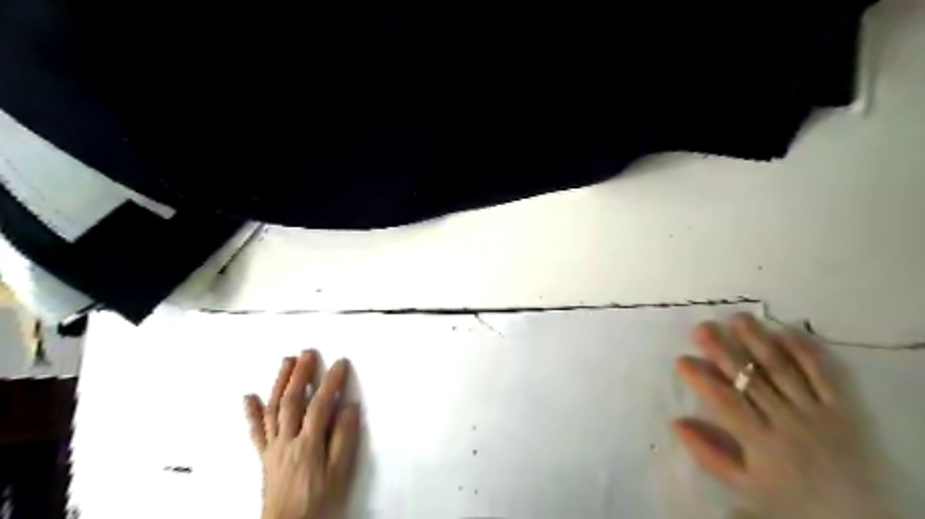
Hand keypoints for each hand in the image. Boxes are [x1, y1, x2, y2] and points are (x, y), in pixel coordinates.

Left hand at [244, 350, 358, 516]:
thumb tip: (349, 408)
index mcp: (308, 444)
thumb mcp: (340, 473)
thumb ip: (344, 439)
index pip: (320, 405)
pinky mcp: (265, 456)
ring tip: (285, 362)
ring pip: (273, 409)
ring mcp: (273, 447)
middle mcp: (287, 440)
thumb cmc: (319, 503)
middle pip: (292, 400)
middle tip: (307, 353)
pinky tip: (249, 397)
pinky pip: (256, 431)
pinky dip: (252, 412)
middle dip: (300, 374)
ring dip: (279, 383)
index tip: (340, 363)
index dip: (331, 382)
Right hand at [674, 313, 896, 516]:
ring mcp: (816, 410)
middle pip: (750, 378)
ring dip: (758, 341)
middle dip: (724, 350)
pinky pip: (824, 375)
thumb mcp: (744, 484)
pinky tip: (786, 331)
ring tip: (738, 317)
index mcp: (760, 440)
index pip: (725, 401)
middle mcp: (786, 419)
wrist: (858, 517)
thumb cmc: (791, 499)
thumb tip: (675, 422)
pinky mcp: (843, 407)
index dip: (702, 379)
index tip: (682, 359)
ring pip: (782, 369)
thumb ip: (708, 453)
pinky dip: (806, 352)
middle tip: (702, 327)